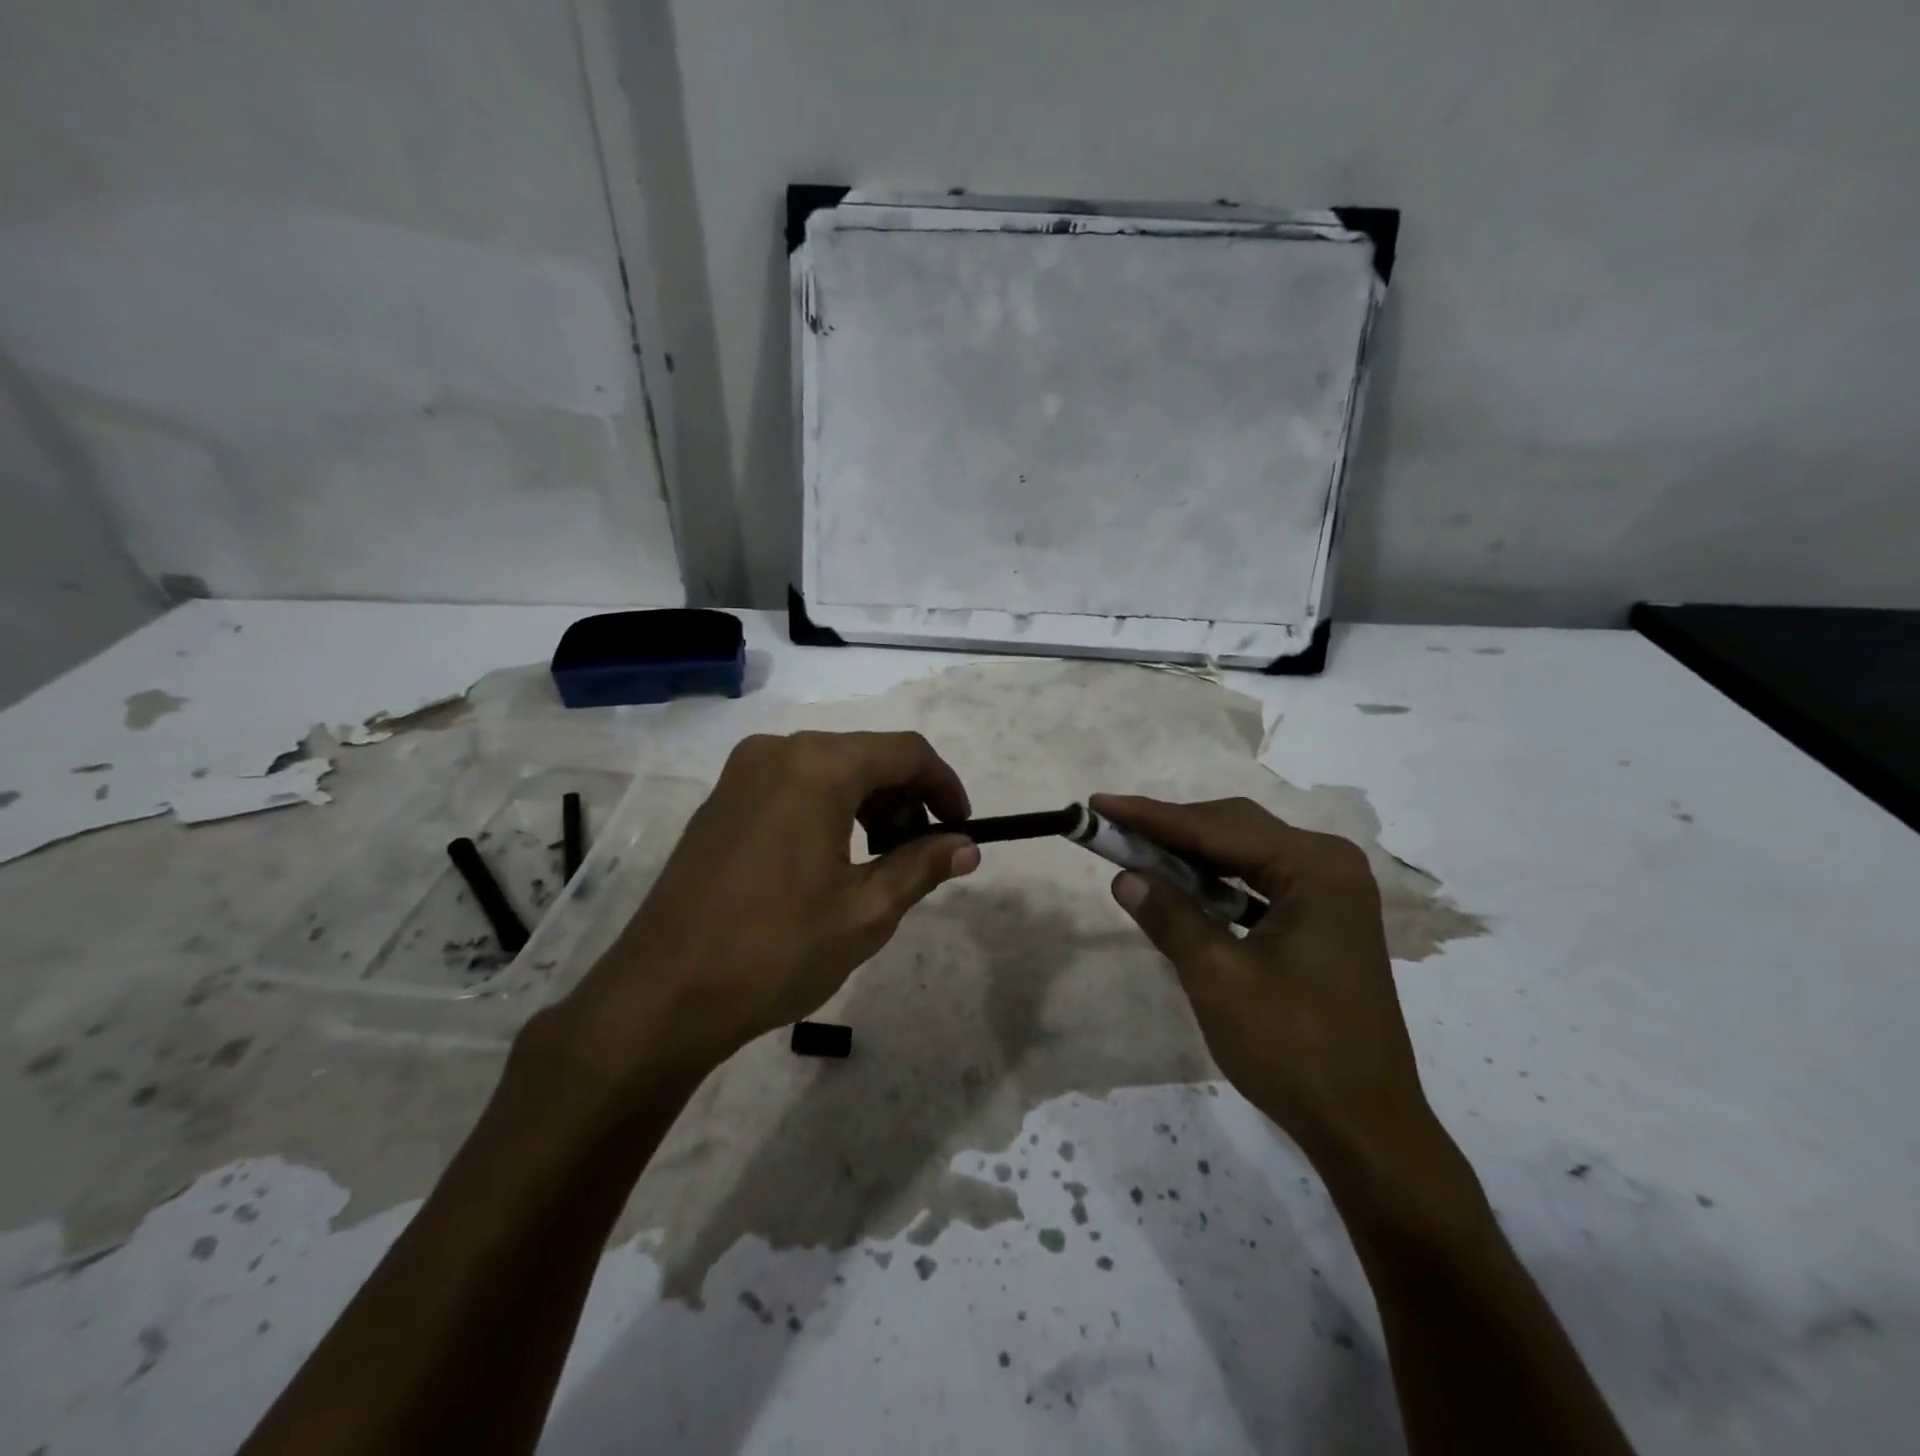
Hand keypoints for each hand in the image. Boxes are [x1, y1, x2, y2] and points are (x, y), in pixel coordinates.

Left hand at [551, 732, 978, 1088]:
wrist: (661, 995)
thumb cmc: (776, 949)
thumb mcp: (866, 912)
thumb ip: (922, 866)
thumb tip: (965, 846)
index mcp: (818, 766)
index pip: (906, 752)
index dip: (945, 786)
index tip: (963, 829)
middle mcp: (779, 751)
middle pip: (867, 757)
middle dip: (907, 800)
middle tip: (922, 857)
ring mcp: (743, 774)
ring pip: (830, 771)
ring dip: (869, 806)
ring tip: (881, 865)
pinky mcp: (722, 801)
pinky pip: (794, 786)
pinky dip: (829, 811)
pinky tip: (834, 861)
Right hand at [1092, 793, 1436, 1169]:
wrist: (1365, 1125)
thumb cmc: (1292, 1048)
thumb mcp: (1217, 977)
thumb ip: (1170, 916)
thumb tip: (1125, 876)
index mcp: (1314, 868)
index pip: (1217, 828)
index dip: (1152, 817)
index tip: (1099, 804)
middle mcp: (1330, 865)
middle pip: (1235, 829)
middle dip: (1172, 831)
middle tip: (1114, 831)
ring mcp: (1333, 892)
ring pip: (1247, 853)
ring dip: (1192, 855)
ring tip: (1139, 854)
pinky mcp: (1327, 919)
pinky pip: (1261, 881)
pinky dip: (1219, 883)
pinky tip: (1187, 890)